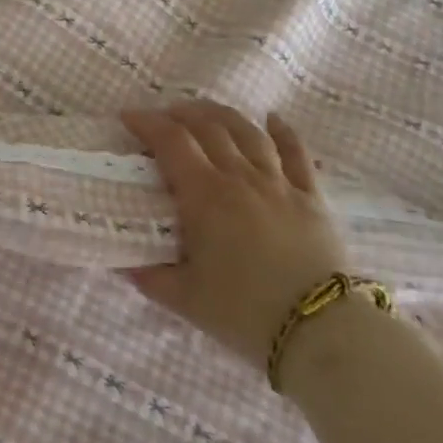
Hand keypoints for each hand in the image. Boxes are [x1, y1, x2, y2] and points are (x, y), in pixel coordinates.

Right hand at [121, 101, 350, 366]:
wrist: (319, 330)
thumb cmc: (244, 312)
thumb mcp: (185, 299)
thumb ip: (150, 276)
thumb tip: (123, 262)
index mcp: (205, 195)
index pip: (171, 142)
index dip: (147, 123)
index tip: (128, 117)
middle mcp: (240, 177)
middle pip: (208, 127)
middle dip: (180, 114)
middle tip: (163, 116)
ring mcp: (279, 183)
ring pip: (247, 132)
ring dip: (222, 115)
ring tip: (204, 112)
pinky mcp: (311, 197)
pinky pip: (296, 154)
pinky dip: (283, 132)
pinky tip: (273, 119)